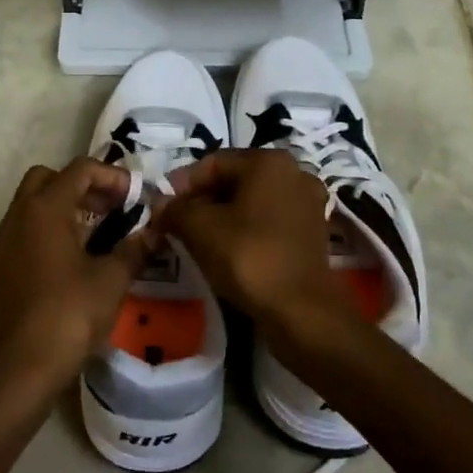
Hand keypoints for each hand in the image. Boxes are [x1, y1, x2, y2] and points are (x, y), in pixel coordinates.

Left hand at [0, 158, 150, 396]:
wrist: (23, 368)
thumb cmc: (69, 315)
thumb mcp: (112, 280)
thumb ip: (134, 249)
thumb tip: (155, 232)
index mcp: (44, 210)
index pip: (79, 170)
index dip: (112, 176)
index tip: (136, 198)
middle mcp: (19, 217)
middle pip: (48, 178)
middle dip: (82, 185)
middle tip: (112, 208)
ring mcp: (5, 243)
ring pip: (33, 205)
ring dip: (65, 208)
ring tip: (99, 233)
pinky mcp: (2, 268)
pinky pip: (26, 232)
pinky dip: (50, 231)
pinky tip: (74, 260)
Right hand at [161, 150, 349, 336]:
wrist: (301, 311)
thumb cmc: (248, 257)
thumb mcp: (200, 229)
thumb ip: (174, 209)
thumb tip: (159, 203)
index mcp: (269, 161)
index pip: (213, 163)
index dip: (183, 184)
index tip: (163, 209)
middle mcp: (294, 172)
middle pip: (235, 180)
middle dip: (203, 200)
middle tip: (178, 224)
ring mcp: (308, 202)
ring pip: (252, 201)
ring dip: (224, 216)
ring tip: (199, 239)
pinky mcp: (313, 231)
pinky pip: (270, 220)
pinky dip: (247, 229)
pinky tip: (229, 250)